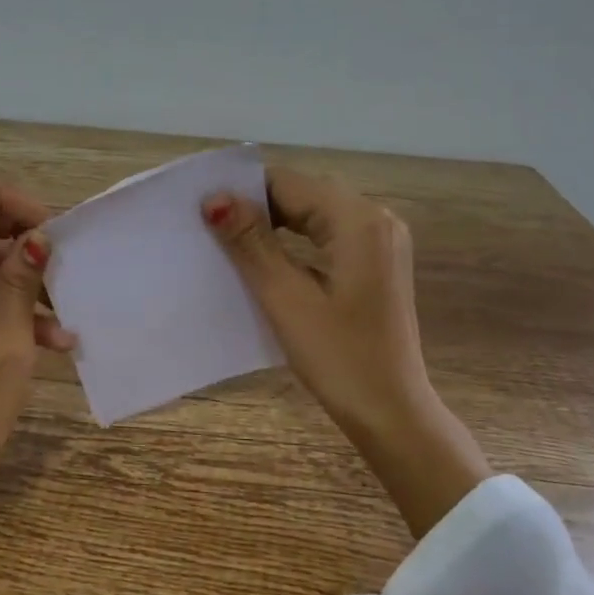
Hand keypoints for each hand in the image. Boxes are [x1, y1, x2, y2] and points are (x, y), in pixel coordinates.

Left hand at [0, 183, 71, 594]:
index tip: (47, 225)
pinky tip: (46, 338)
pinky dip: (1, 305)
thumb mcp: (8, 356)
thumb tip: (37, 239)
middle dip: (19, 238)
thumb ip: (20, 290)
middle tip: (62, 262)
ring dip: (17, 279)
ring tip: (63, 316)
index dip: (5, 199)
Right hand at [201, 167, 488, 536]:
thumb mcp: (285, 297)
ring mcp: (381, 241)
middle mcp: (376, 219)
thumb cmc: (338, 357)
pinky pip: (329, 234)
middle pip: (305, 193)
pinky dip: (297, 240)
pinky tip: (269, 259)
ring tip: (231, 243)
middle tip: (211, 227)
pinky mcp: (377, 263)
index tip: (202, 210)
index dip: (243, 192)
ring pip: (316, 213)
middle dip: (258, 205)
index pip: (288, 183)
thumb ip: (250, 242)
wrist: (391, 411)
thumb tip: (214, 198)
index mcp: (358, 220)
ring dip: (275, 223)